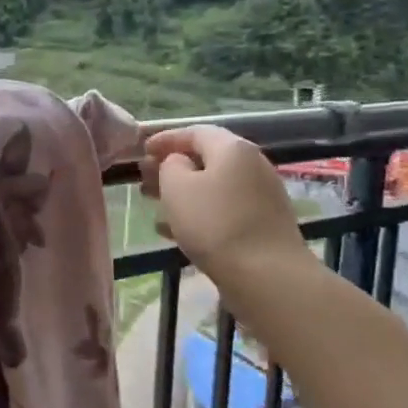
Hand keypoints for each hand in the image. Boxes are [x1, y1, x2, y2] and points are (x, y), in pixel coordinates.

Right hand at [138, 126, 314, 283]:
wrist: (267, 276)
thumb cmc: (214, 224)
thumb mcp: (177, 187)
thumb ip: (170, 165)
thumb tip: (178, 163)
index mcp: (232, 149)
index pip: (194, 132)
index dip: (165, 139)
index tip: (141, 151)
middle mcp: (252, 165)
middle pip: (206, 159)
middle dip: (172, 168)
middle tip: (145, 181)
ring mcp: (261, 196)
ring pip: (213, 186)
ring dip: (183, 193)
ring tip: (156, 206)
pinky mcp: (263, 224)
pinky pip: (224, 209)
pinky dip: (199, 213)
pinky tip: (175, 232)